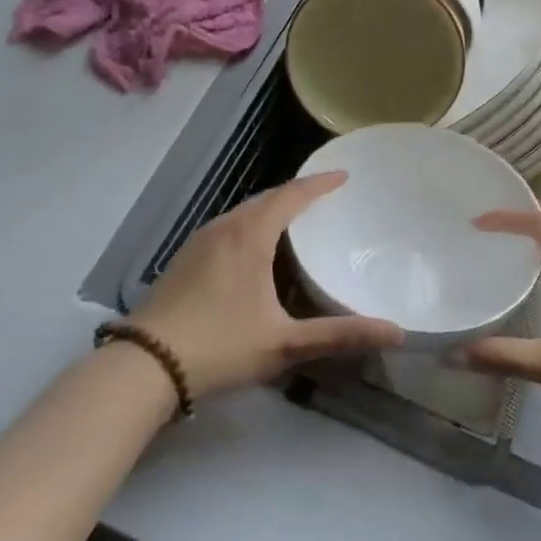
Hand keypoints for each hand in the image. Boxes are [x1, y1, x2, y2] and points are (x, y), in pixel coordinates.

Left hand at [130, 172, 403, 398]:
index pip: (292, 195)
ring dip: (272, 208)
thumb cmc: (220, 346)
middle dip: (297, 193)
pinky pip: (228, 226)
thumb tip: (396, 333)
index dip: (320, 184)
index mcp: (251, 235)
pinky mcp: (185, 257)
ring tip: (296, 219)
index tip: (343, 175)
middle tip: (325, 197)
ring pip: (244, 212)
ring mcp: (200, 240)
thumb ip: (339, 335)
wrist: (144, 365)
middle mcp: (225, 227)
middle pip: (267, 198)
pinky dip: (251, 224)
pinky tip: (256, 248)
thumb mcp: (284, 343)